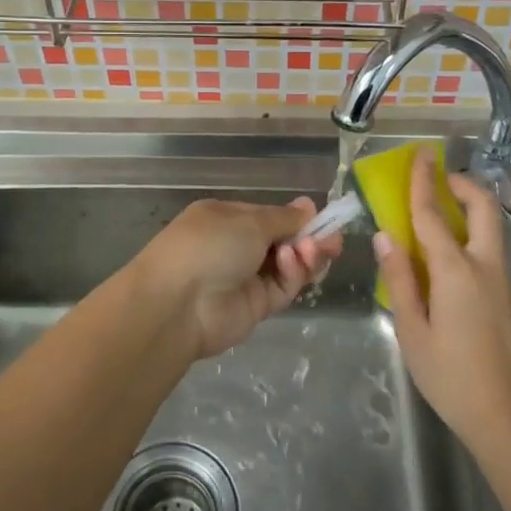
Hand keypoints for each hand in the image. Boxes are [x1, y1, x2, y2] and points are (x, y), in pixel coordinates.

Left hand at [134, 198, 341, 359]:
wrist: (177, 304)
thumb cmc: (208, 245)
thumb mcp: (248, 220)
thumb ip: (283, 218)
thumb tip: (307, 204)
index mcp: (226, 218)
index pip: (270, 216)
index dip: (296, 218)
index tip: (323, 218)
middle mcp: (236, 246)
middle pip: (283, 241)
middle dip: (309, 239)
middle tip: (333, 240)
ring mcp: (245, 277)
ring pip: (287, 266)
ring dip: (305, 256)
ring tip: (315, 250)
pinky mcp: (256, 306)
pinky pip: (282, 287)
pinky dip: (293, 274)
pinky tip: (294, 262)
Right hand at [373, 149, 510, 451]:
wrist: (506, 415)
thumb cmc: (451, 376)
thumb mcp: (412, 330)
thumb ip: (400, 278)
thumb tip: (386, 236)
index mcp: (456, 270)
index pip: (433, 214)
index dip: (423, 182)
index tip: (420, 155)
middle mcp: (484, 265)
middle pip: (482, 207)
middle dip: (462, 185)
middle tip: (438, 179)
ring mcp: (502, 278)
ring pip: (491, 225)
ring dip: (469, 206)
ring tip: (439, 209)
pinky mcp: (508, 293)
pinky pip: (490, 245)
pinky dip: (472, 230)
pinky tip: (449, 251)